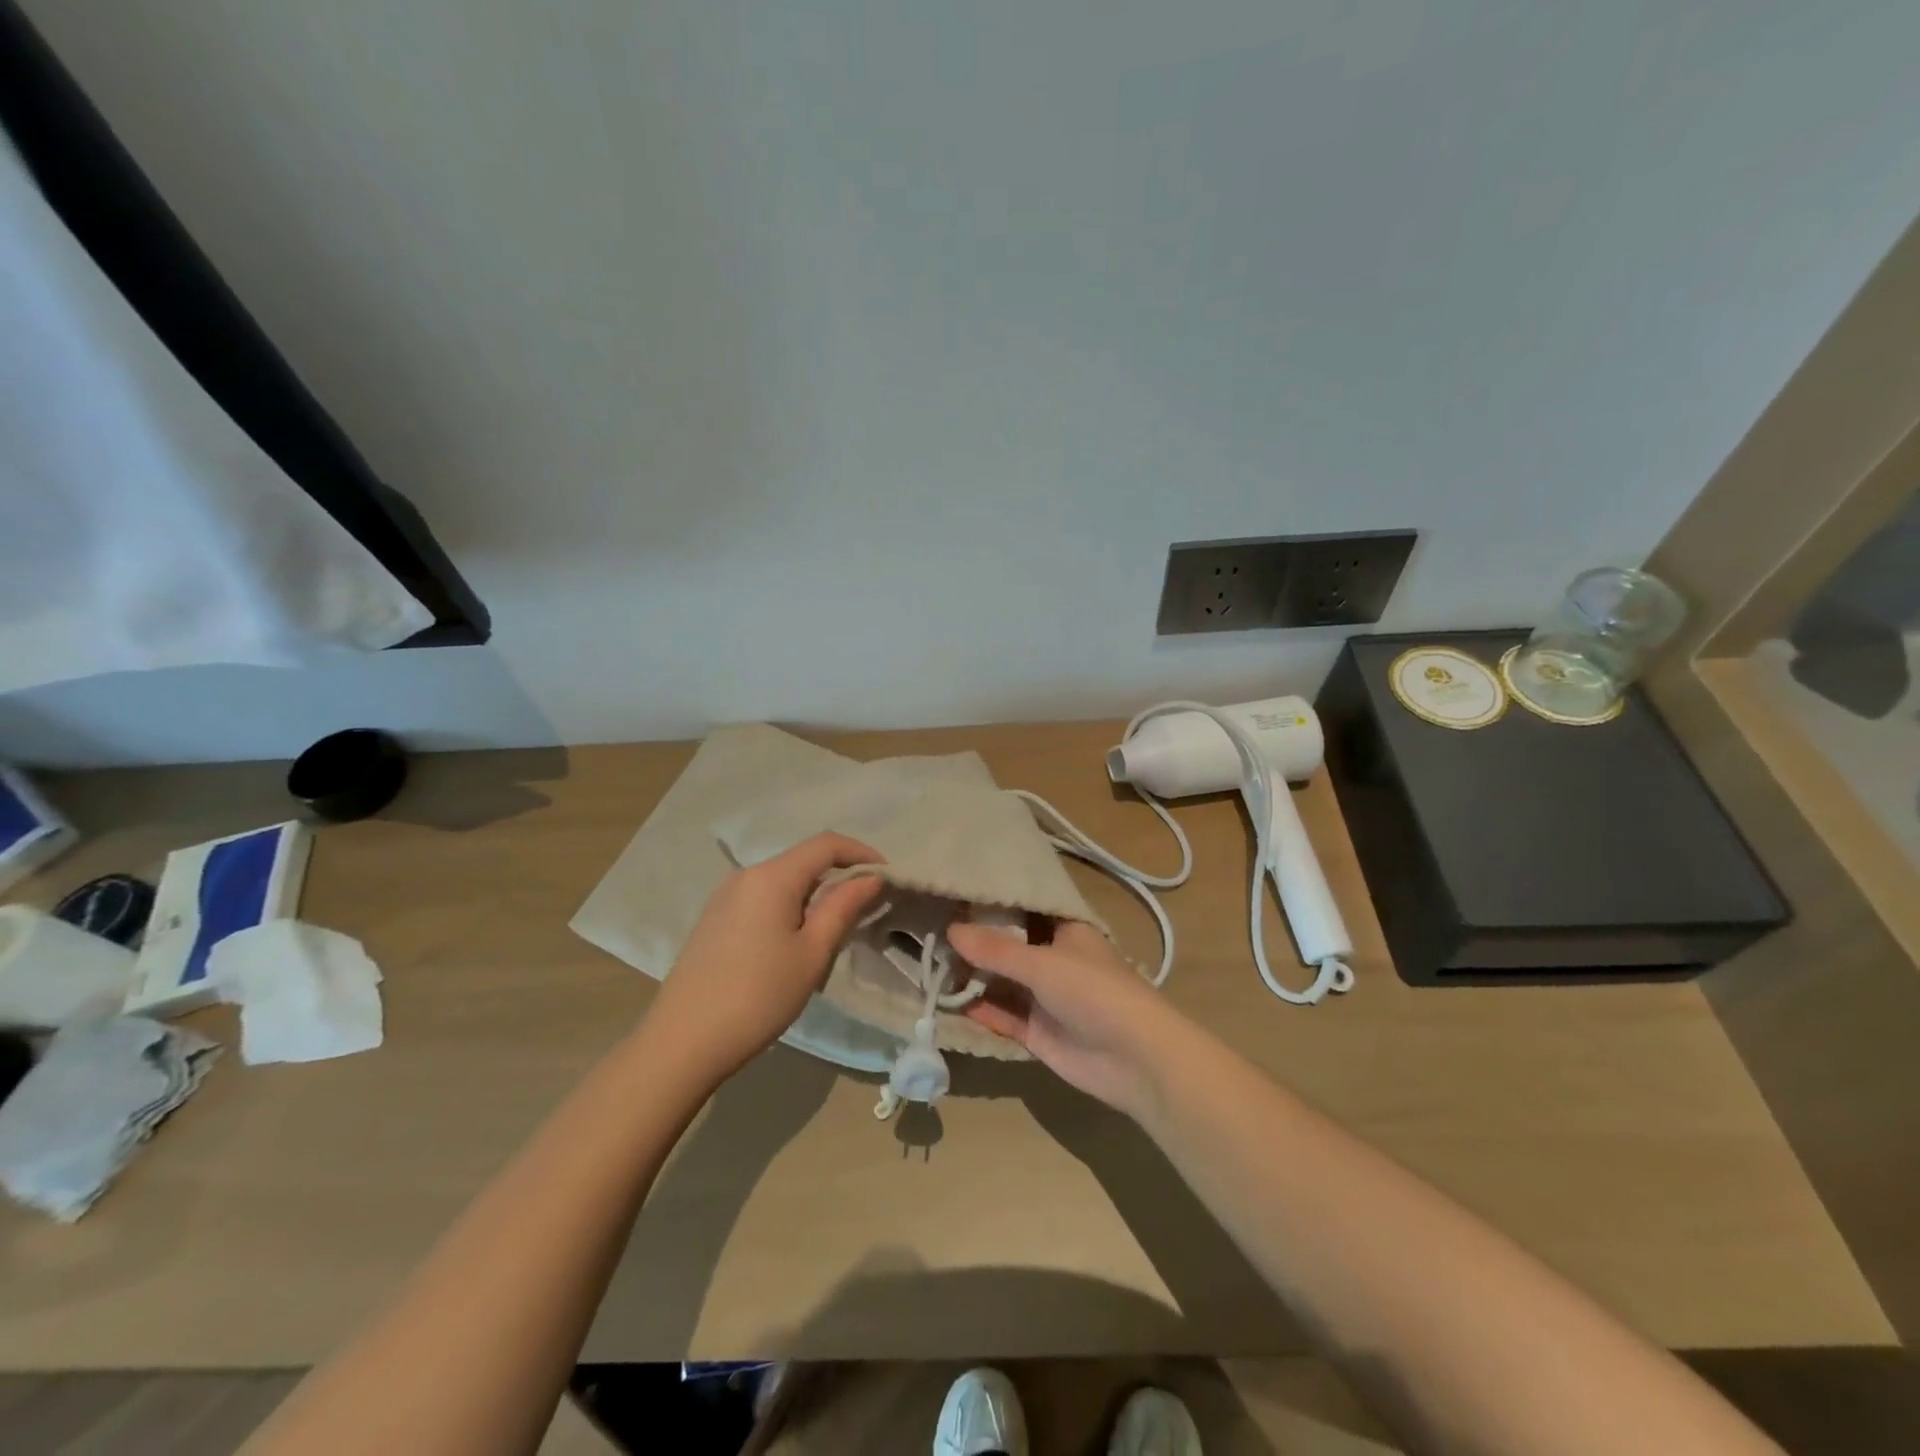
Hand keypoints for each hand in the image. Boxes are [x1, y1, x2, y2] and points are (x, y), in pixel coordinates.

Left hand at [645, 833, 884, 1080]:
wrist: (683, 1042)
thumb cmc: (758, 995)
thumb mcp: (812, 952)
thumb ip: (843, 907)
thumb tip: (870, 877)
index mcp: (772, 876)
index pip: (826, 844)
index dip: (861, 852)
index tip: (887, 875)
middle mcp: (746, 875)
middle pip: (803, 860)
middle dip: (839, 875)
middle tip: (865, 907)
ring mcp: (725, 897)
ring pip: (782, 881)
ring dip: (814, 894)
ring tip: (833, 929)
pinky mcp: (714, 919)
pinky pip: (762, 898)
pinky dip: (789, 906)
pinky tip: (794, 941)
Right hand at [947, 919, 1178, 1120]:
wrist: (1135, 1059)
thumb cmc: (1094, 992)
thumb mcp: (1043, 964)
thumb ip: (996, 950)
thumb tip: (950, 930)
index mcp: (1065, 930)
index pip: (1024, 908)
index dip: (993, 901)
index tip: (954, 891)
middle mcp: (1053, 958)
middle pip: (1008, 945)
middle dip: (974, 941)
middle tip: (928, 926)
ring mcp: (1045, 996)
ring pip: (1001, 981)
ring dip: (971, 976)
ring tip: (926, 961)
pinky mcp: (1037, 1031)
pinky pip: (1001, 1015)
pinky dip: (977, 1009)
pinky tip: (944, 1000)